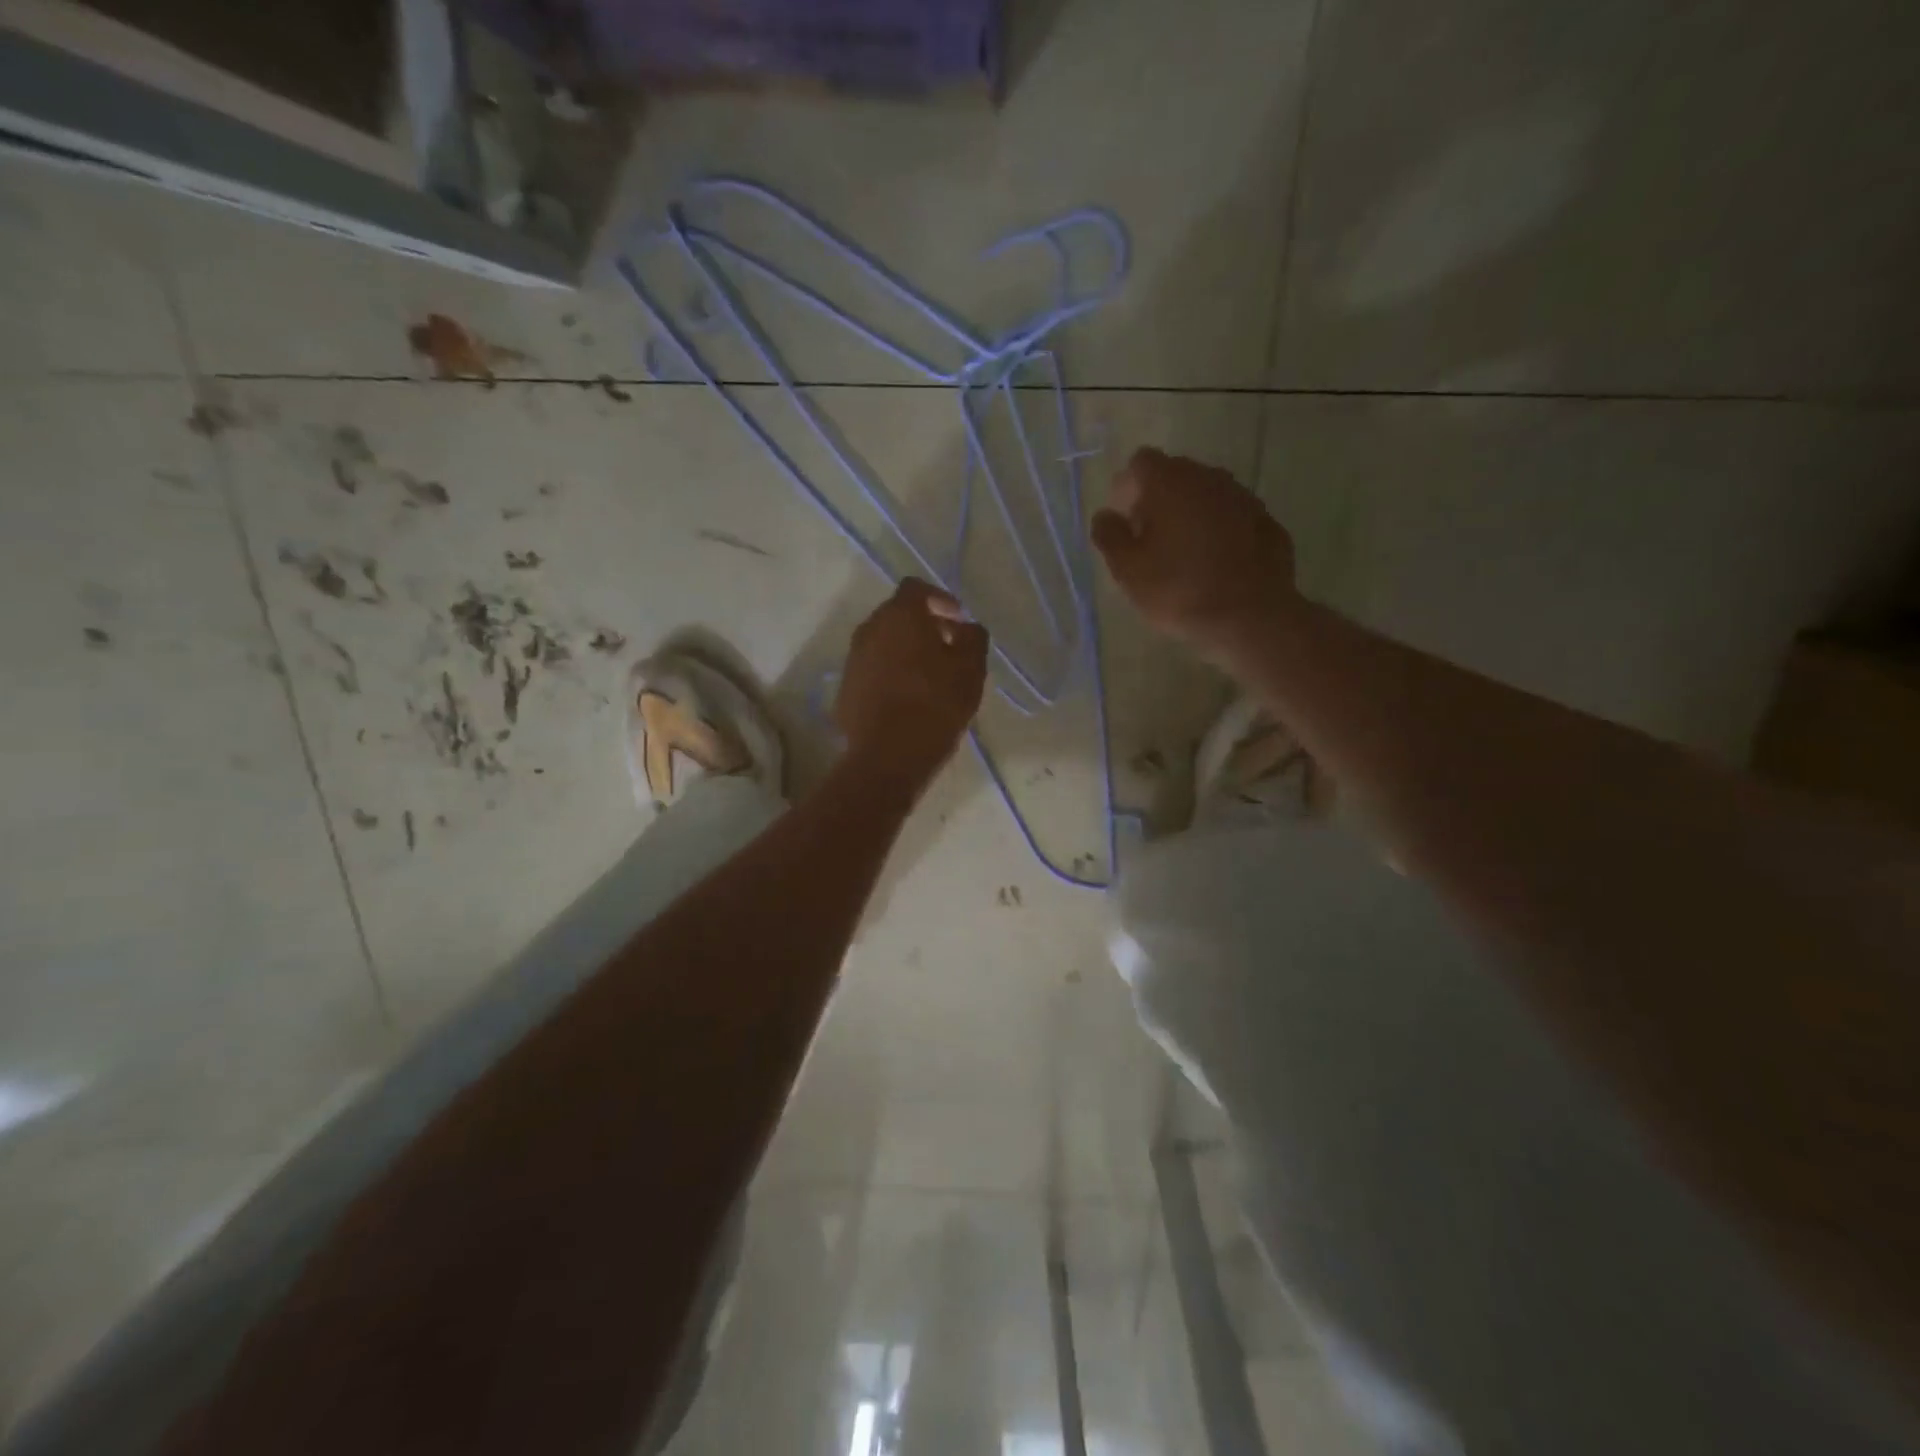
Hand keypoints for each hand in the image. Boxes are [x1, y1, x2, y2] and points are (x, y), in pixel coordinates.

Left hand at [835, 579, 988, 791]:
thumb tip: (966, 628)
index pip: (917, 588)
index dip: (940, 599)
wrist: (888, 756)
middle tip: (948, 647)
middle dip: (923, 625)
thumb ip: (973, 638)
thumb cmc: (936, 704)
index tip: (958, 620)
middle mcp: (870, 629)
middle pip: (897, 615)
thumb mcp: (971, 669)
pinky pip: (872, 669)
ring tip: (929, 675)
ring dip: (905, 650)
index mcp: (900, 616)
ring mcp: (853, 659)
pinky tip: (907, 698)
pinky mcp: (845, 688)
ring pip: (882, 643)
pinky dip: (890, 674)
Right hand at [1091, 448, 1299, 654]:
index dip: (1127, 488)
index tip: (1124, 521)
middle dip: (1158, 499)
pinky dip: (1220, 530)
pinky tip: (1216, 563)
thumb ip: (1110, 536)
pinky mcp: (1267, 522)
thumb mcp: (1128, 570)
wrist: (1250, 617)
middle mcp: (1209, 478)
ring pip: (1207, 494)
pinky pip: (1233, 517)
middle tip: (1149, 539)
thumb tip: (1105, 515)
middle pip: (1176, 474)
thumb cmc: (1178, 590)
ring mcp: (1243, 498)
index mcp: (1170, 483)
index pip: (1141, 463)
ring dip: (1191, 513)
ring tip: (1183, 553)